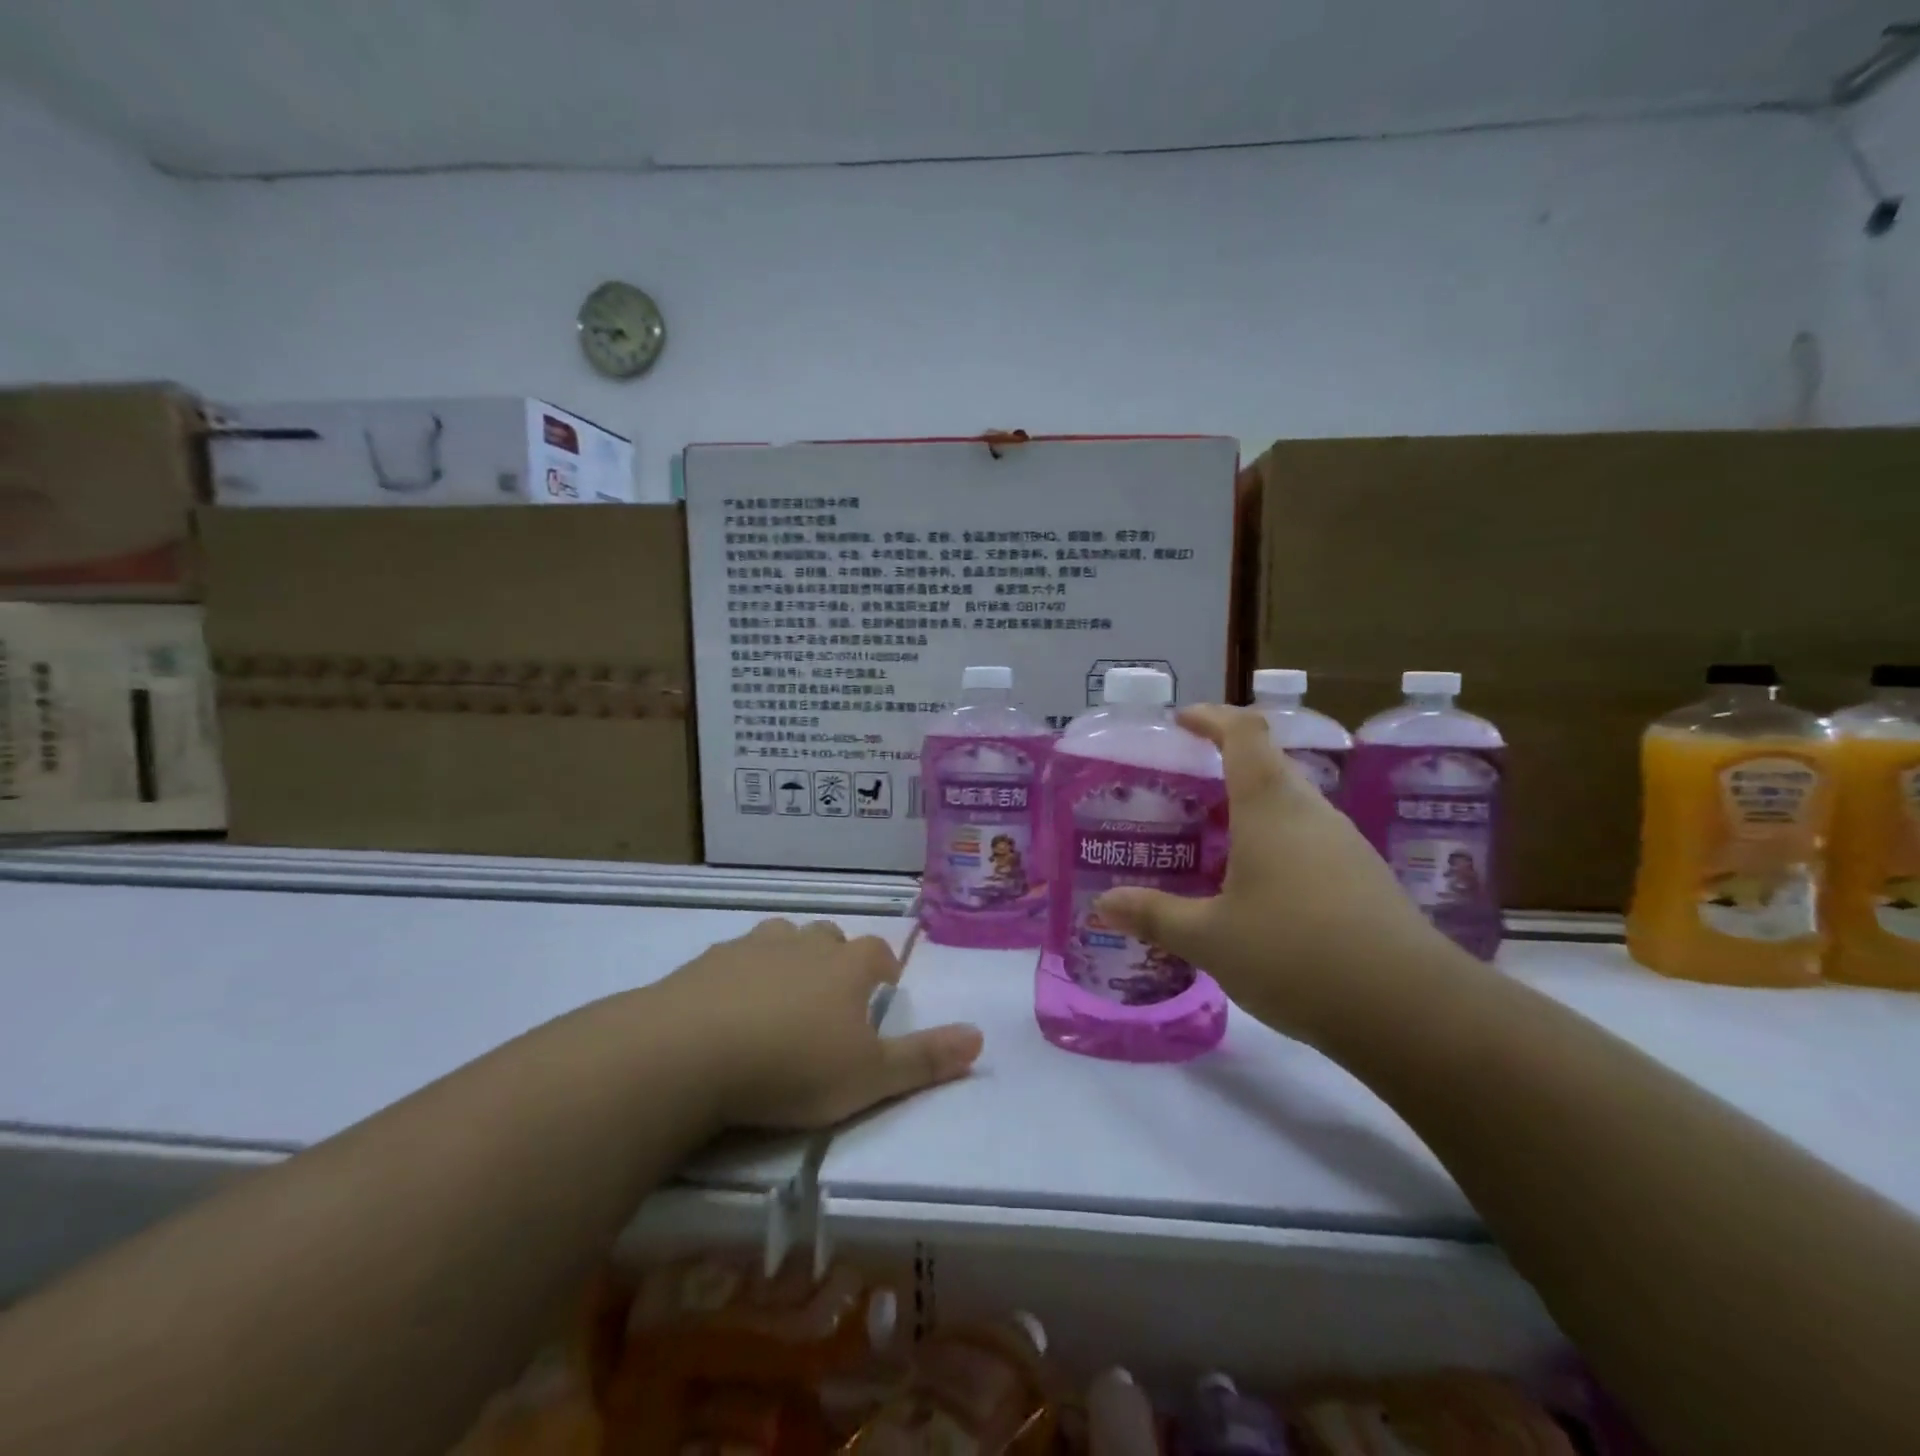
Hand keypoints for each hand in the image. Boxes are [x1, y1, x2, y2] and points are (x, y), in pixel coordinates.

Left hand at [652, 918, 983, 1129]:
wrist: (690, 1052)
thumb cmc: (791, 1066)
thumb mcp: (868, 1076)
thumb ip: (925, 1058)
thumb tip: (981, 1035)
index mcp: (846, 967)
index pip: (877, 952)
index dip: (884, 968)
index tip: (884, 989)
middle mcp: (803, 945)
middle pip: (828, 937)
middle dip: (836, 959)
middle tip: (832, 996)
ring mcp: (752, 948)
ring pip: (782, 938)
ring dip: (789, 958)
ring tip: (783, 995)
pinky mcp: (706, 962)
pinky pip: (734, 957)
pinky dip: (741, 973)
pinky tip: (730, 1005)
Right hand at [1094, 704, 1453, 1044]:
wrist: (1411, 1011)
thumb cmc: (1295, 953)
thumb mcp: (1209, 938)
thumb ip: (1154, 915)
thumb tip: (1103, 904)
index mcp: (1271, 806)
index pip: (1244, 733)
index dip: (1212, 717)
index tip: (1181, 721)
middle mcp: (1312, 813)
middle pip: (1267, 767)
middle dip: (1222, 771)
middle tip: (1181, 796)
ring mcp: (1346, 846)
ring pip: (1290, 809)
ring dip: (1249, 814)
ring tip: (1208, 845)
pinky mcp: (1365, 881)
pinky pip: (1309, 844)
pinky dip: (1274, 849)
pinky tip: (1254, 893)